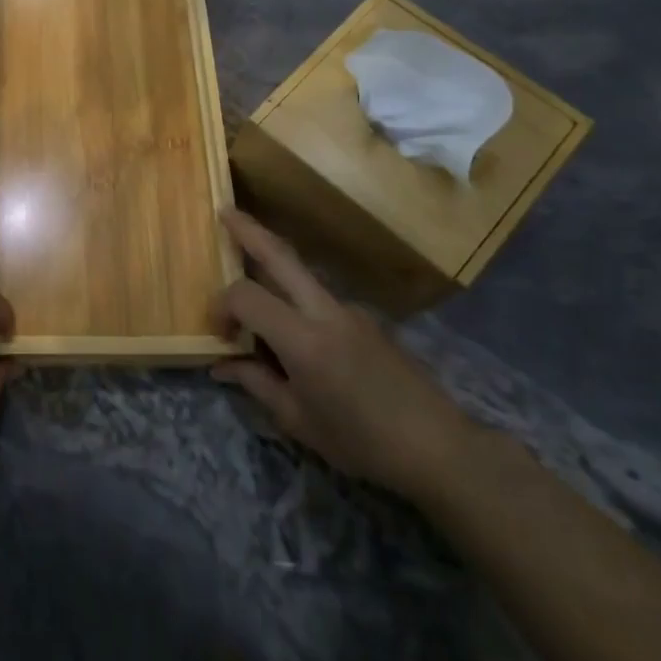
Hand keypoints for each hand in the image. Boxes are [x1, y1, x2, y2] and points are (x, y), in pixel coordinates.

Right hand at [211, 209, 474, 499]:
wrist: (441, 449)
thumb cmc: (362, 442)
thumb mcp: (298, 420)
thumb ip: (256, 383)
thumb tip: (221, 366)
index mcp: (304, 340)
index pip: (246, 296)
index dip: (222, 306)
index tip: (219, 333)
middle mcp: (326, 312)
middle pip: (281, 256)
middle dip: (249, 230)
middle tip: (224, 212)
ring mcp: (351, 311)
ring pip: (302, 273)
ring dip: (272, 262)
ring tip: (250, 272)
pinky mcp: (367, 320)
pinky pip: (320, 298)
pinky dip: (295, 297)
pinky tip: (292, 330)